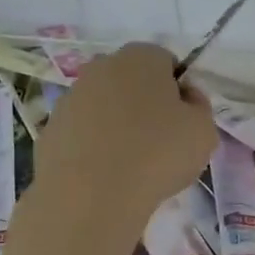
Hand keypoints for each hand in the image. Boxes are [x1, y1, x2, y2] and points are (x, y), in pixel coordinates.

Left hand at [31, 43, 216, 243]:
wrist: (88, 197)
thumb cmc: (156, 154)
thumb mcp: (204, 131)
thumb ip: (199, 107)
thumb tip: (185, 99)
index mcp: (142, 57)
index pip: (167, 62)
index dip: (178, 90)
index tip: (183, 121)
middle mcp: (102, 66)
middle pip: (132, 81)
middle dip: (145, 103)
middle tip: (159, 142)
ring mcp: (71, 97)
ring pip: (104, 106)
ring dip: (116, 125)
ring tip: (130, 165)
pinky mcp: (50, 129)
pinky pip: (82, 133)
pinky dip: (92, 147)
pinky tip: (103, 175)